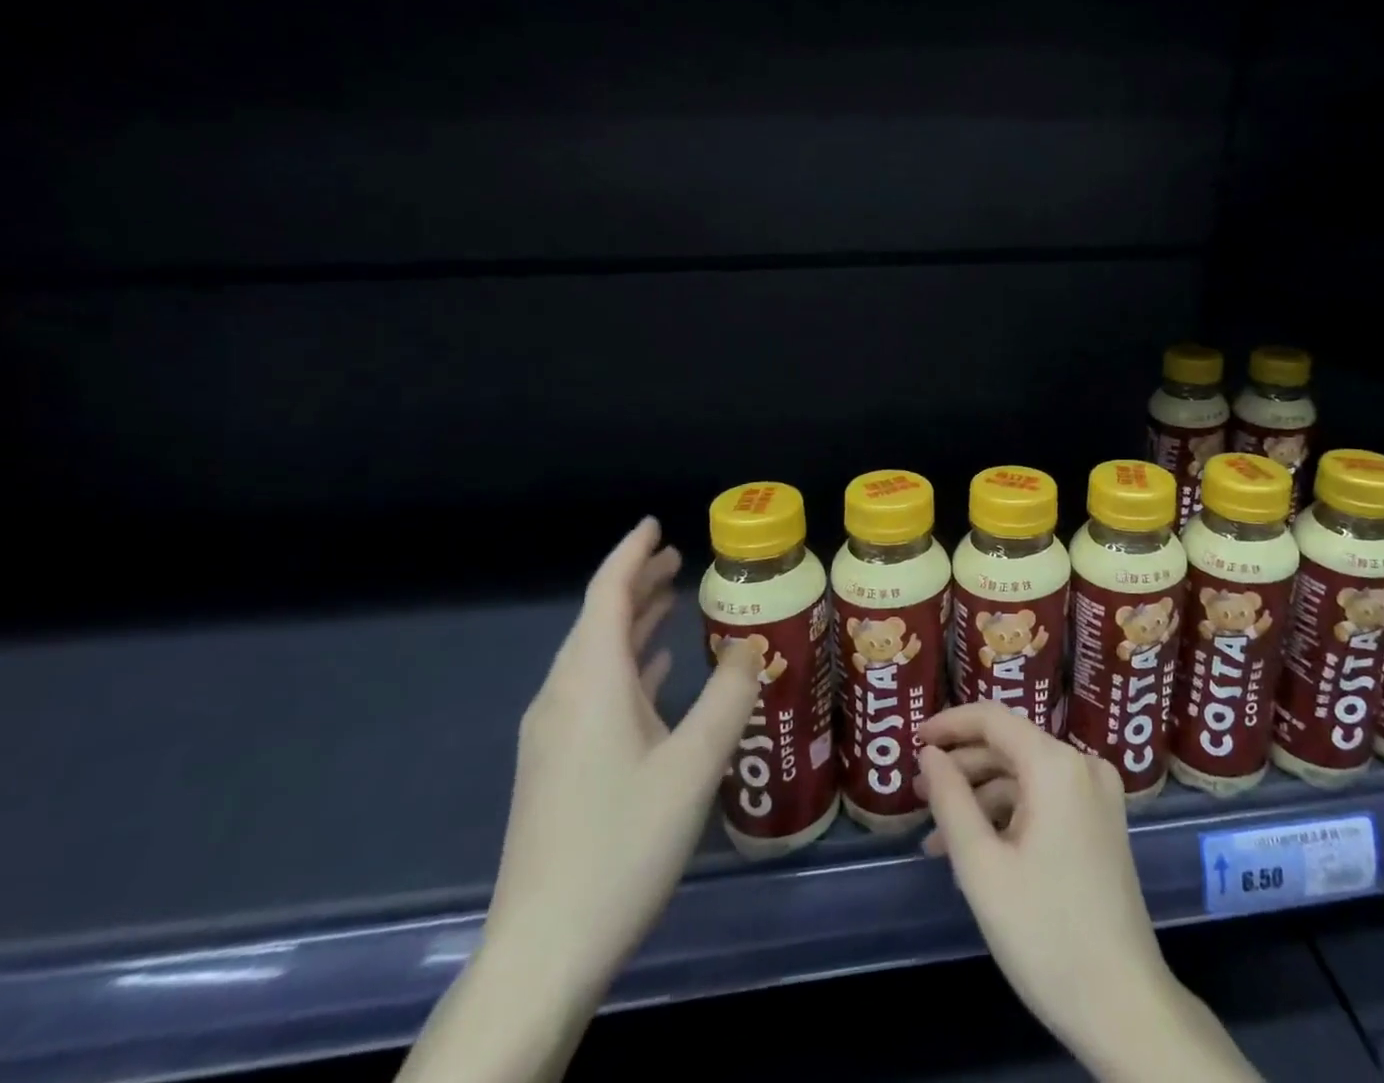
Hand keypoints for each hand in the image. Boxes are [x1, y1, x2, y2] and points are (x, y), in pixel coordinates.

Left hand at [483, 518, 760, 995]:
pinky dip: (628, 665)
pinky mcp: (557, 766)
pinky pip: (595, 691)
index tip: (656, 523)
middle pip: (599, 621)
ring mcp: (554, 735)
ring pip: (596, 657)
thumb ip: (729, 695)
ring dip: (634, 623)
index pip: (606, 595)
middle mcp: (563, 697)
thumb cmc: (622, 842)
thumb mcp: (694, 763)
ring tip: (673, 598)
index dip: (631, 554)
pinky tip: (658, 672)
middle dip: (638, 584)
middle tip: (681, 558)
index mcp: (589, 683)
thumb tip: (750, 643)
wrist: (542, 949)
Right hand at [912, 704, 1173, 1054]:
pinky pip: (1045, 800)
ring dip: (980, 798)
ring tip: (937, 837)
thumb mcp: (982, 868)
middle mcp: (1082, 765)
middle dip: (961, 767)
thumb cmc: (1046, 934)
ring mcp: (1097, 795)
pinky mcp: (1101, 823)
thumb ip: (950, 800)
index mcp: (1056, 765)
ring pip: (1025, 776)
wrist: (1126, 1008)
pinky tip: (976, 852)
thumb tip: (929, 753)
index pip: (993, 718)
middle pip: (1009, 746)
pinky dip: (1008, 816)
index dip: (949, 724)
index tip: (912, 740)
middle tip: (917, 793)